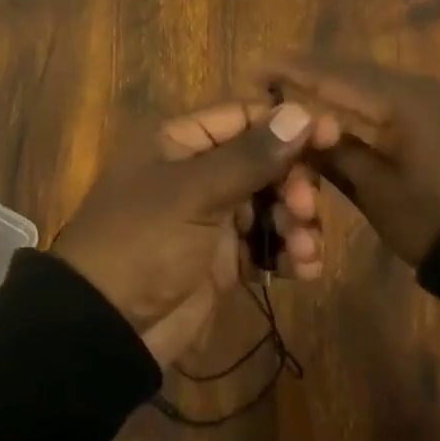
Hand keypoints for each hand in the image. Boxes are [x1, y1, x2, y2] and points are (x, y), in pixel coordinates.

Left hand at [51, 100, 320, 365]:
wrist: (105, 328)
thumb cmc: (143, 242)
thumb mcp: (194, 194)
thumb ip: (251, 156)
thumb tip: (302, 112)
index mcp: (182, 142)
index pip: (246, 117)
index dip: (289, 124)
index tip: (334, 136)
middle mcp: (200, 172)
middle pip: (265, 162)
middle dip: (294, 184)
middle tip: (304, 208)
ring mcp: (212, 218)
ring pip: (271, 205)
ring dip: (297, 224)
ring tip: (304, 251)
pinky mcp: (223, 260)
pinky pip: (266, 246)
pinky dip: (288, 254)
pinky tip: (304, 270)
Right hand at [264, 53, 439, 266]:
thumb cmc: (436, 219)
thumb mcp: (376, 191)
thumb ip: (333, 154)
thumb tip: (296, 133)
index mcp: (398, 100)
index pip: (331, 75)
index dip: (290, 71)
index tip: (253, 69)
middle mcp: (416, 86)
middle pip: (350, 70)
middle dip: (308, 71)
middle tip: (268, 77)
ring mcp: (433, 99)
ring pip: (369, 81)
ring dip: (332, 83)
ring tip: (293, 87)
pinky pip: (387, 95)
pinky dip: (357, 97)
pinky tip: (338, 107)